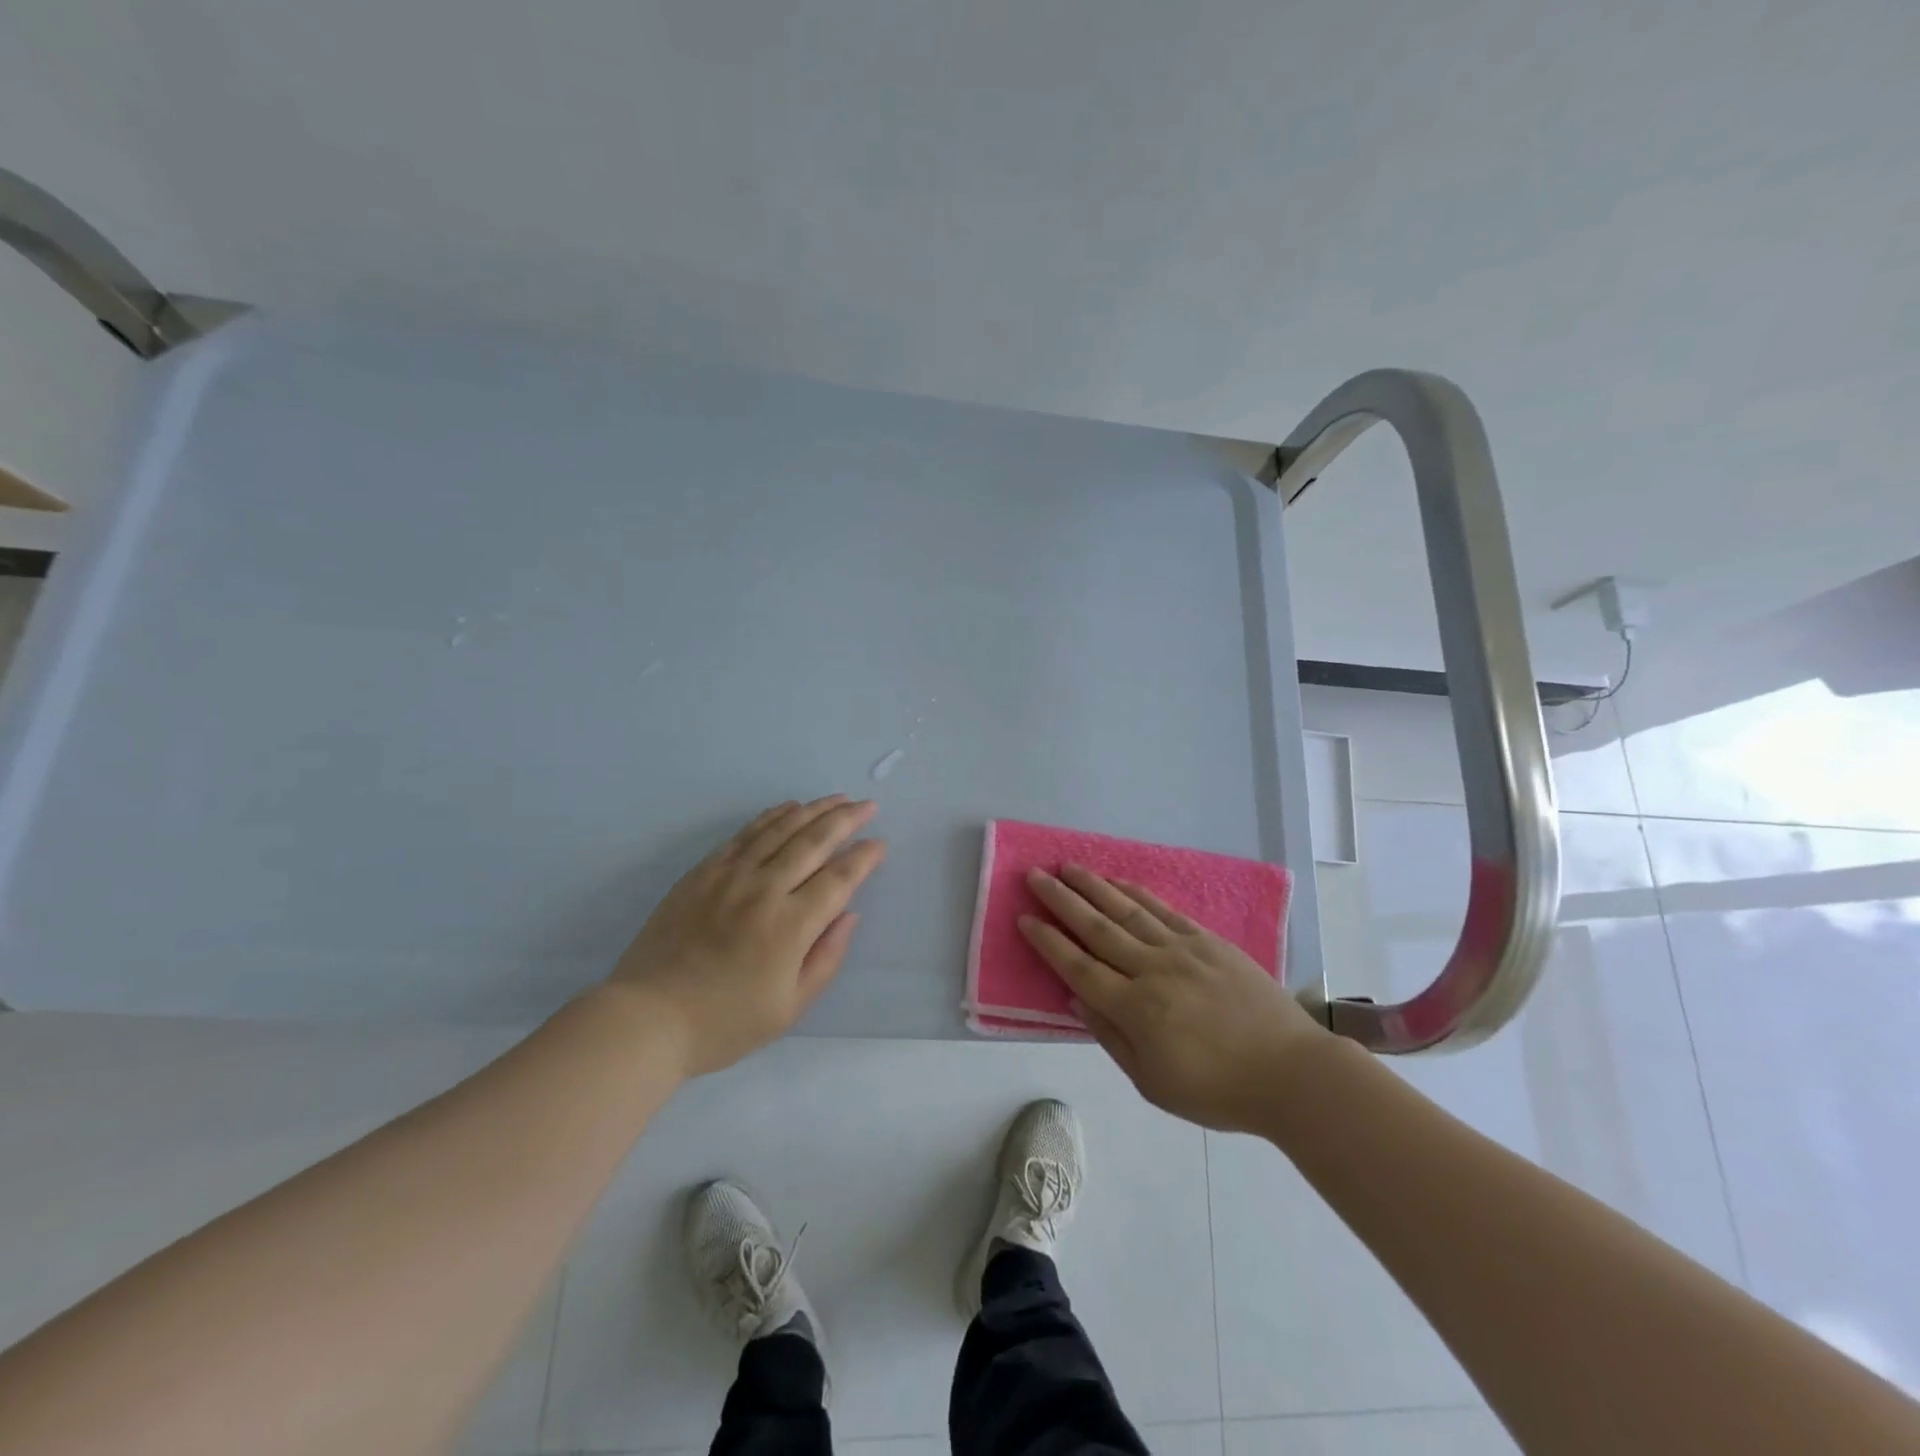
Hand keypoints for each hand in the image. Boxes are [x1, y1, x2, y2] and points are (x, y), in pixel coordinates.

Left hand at [610, 795, 887, 1076]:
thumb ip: (826, 958)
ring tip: (837, 798)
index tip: (880, 843)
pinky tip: (788, 808)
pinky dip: (771, 817)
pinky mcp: (703, 872)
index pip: (839, 878)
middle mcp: (765, 890)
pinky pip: (745, 834)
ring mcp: (730, 876)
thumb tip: (850, 915)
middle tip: (868, 805)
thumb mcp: (788, 1008)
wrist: (648, 1018)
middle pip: (814, 842)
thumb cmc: (724, 1023)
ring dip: (814, 810)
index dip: (864, 857)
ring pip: (781, 829)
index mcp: (791, 926)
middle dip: (846, 820)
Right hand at [1019, 864, 1331, 1131]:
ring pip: (1127, 911)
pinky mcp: (1207, 941)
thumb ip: (1111, 1036)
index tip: (1025, 918)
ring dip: (1093, 887)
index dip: (1049, 942)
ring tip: (1067, 867)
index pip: (1079, 968)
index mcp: (1136, 1009)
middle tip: (1034, 876)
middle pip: (1097, 929)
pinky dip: (1135, 893)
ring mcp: (1182, 950)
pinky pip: (1163, 910)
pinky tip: (1116, 882)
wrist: (1291, 1072)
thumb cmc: (1218, 1090)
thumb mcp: (1153, 1083)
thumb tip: (1076, 999)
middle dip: (1062, 901)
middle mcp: (1153, 970)